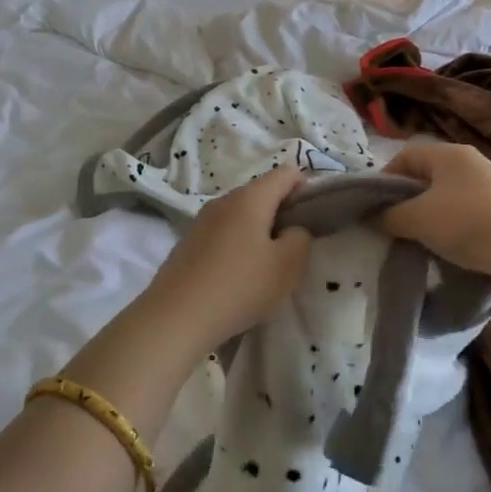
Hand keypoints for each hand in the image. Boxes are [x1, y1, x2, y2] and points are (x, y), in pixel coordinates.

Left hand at [143, 168, 312, 348]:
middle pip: (261, 193)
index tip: (314, 218)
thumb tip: (293, 230)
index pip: (286, 174)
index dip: (306, 189)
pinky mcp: (187, 243)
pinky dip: (236, 246)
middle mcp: (223, 201)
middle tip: (293, 248)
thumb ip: (300, 239)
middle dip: (282, 213)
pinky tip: (237, 276)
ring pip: (240, 215)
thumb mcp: (288, 266)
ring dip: (258, 232)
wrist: (176, 317)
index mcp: (250, 198)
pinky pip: (222, 234)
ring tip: (266, 265)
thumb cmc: (240, 286)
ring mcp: (201, 221)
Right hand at [375, 142, 490, 273]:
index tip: (374, 208)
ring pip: (444, 195)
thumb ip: (389, 216)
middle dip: (406, 200)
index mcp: (447, 153)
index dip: (385, 180)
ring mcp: (488, 184)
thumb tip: (373, 217)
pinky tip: (446, 245)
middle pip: (425, 176)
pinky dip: (449, 225)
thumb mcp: (418, 219)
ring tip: (417, 239)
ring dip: (427, 215)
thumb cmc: (466, 222)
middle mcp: (469, 161)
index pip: (404, 156)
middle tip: (392, 226)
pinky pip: (463, 211)